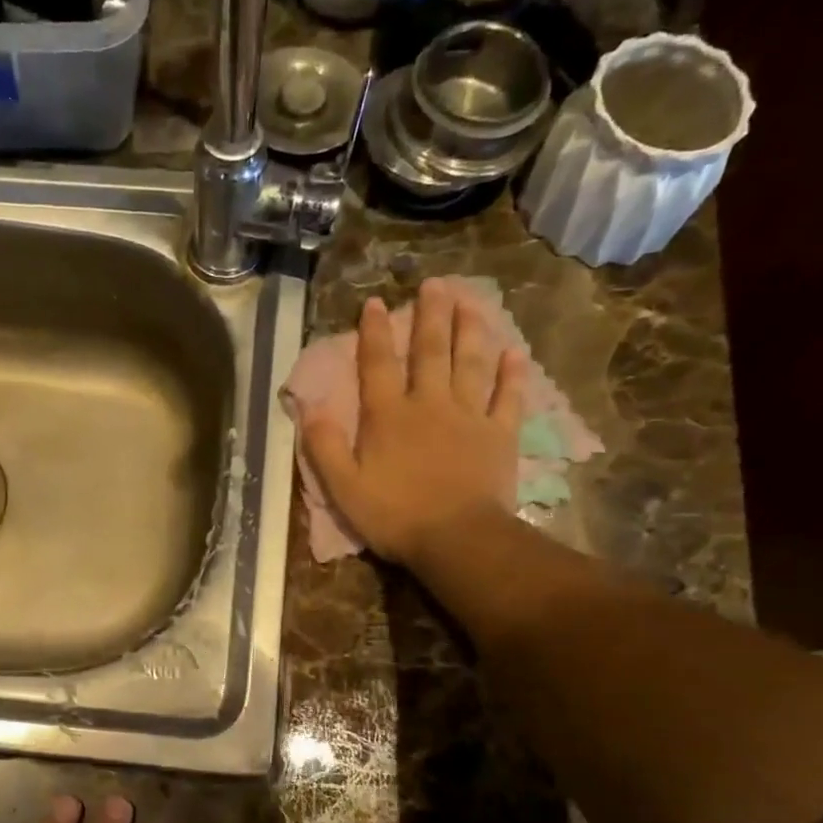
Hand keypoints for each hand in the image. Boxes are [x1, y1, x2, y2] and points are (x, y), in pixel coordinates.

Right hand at [300, 278, 526, 568]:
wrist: (457, 539)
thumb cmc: (394, 515)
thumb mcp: (343, 487)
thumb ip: (324, 446)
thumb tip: (309, 407)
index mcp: (388, 416)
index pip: (377, 364)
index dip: (374, 332)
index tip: (376, 302)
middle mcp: (429, 404)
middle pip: (429, 351)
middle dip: (430, 315)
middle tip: (435, 284)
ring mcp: (469, 416)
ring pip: (470, 363)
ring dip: (470, 330)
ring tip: (471, 300)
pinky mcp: (499, 435)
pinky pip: (508, 398)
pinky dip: (512, 375)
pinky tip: (514, 353)